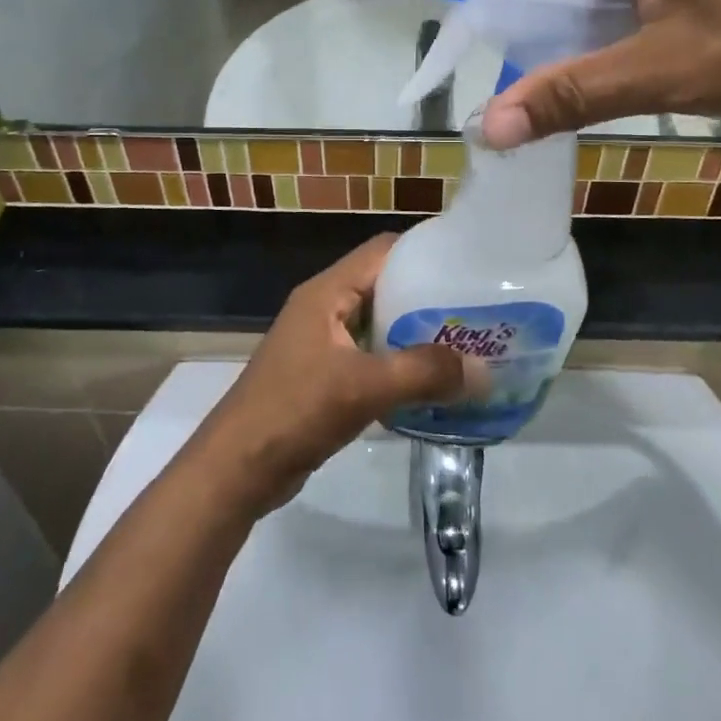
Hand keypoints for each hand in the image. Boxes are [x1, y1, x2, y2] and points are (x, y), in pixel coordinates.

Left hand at [193, 236, 487, 514]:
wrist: (236, 469)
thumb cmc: (294, 411)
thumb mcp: (362, 387)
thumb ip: (423, 374)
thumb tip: (484, 370)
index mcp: (327, 292)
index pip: (383, 251)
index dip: (425, 252)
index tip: (467, 267)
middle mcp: (324, 308)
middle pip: (384, 286)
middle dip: (428, 297)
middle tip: (475, 312)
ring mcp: (321, 343)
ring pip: (378, 324)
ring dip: (416, 334)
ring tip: (464, 346)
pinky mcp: (323, 376)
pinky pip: (370, 357)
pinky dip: (399, 365)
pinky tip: (430, 384)